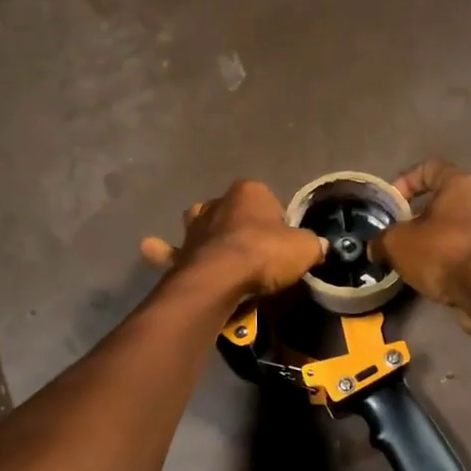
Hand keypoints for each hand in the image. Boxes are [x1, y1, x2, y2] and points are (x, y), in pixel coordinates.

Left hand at [140, 180, 323, 298]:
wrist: (220, 279)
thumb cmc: (265, 254)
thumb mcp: (305, 248)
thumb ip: (312, 245)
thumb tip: (318, 247)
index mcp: (249, 191)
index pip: (267, 200)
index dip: (276, 222)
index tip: (282, 245)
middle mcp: (217, 202)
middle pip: (230, 211)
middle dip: (238, 225)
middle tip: (254, 253)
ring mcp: (193, 227)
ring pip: (198, 224)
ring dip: (203, 234)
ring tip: (214, 253)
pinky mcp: (179, 253)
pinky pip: (169, 250)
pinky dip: (162, 251)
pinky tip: (152, 248)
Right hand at [375, 160, 470, 311]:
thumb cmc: (442, 252)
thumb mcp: (398, 243)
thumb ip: (382, 239)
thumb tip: (376, 247)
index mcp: (458, 184)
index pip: (427, 167)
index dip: (404, 181)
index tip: (391, 205)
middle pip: (439, 200)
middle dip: (414, 218)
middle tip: (395, 236)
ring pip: (451, 227)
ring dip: (429, 240)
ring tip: (410, 260)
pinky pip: (462, 249)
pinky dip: (445, 258)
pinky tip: (430, 275)